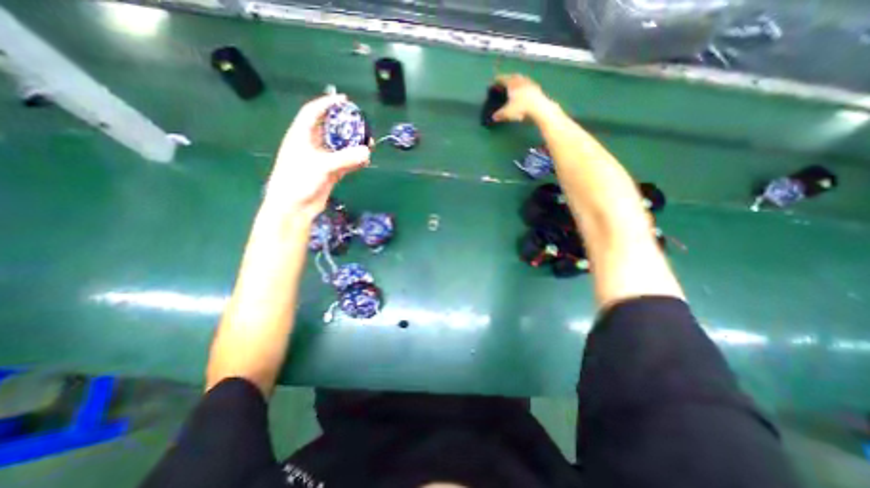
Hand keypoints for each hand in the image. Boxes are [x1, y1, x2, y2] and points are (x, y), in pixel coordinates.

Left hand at [265, 94, 372, 221]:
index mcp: (301, 136)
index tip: (344, 100)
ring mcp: (321, 160)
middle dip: (346, 126)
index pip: (313, 113)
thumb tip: (367, 152)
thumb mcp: (322, 166)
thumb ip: (346, 159)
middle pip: (330, 129)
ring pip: (339, 147)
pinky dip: (354, 161)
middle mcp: (311, 145)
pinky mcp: (328, 173)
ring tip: (368, 143)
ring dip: (353, 145)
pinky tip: (364, 161)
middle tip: (363, 125)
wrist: (294, 207)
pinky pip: (344, 163)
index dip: (327, 104)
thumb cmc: (299, 180)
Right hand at [493, 74, 552, 122]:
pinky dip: (525, 86)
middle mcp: (521, 81)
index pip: (503, 79)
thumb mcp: (507, 112)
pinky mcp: (537, 88)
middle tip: (506, 80)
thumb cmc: (521, 108)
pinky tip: (525, 90)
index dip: (498, 79)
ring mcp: (530, 83)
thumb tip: (493, 117)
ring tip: (516, 84)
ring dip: (518, 80)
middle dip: (509, 77)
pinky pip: (529, 84)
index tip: (495, 79)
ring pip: (522, 79)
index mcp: (512, 84)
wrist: (538, 107)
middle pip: (514, 76)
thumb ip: (500, 114)